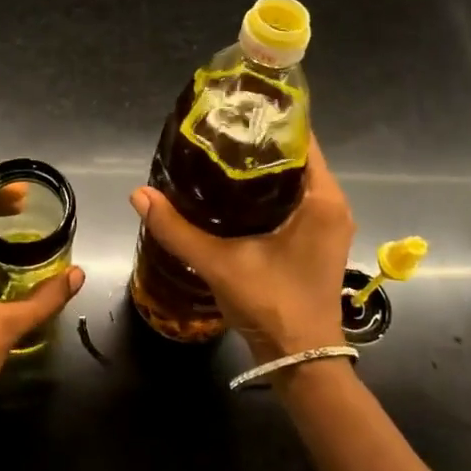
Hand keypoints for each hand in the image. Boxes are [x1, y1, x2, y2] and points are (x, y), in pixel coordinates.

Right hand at [127, 134, 354, 361]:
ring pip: (295, 180)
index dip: (270, 120)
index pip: (301, 139)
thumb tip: (139, 194)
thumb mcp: (220, 263)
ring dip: (263, 168)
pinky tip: (234, 192)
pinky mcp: (318, 241)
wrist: (302, 361)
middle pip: (296, 157)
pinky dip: (268, 191)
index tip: (236, 108)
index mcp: (322, 199)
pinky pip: (295, 200)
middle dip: (259, 143)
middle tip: (217, 130)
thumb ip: (177, 229)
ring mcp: (327, 224)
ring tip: (220, 154)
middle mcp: (332, 205)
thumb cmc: (273, 304)